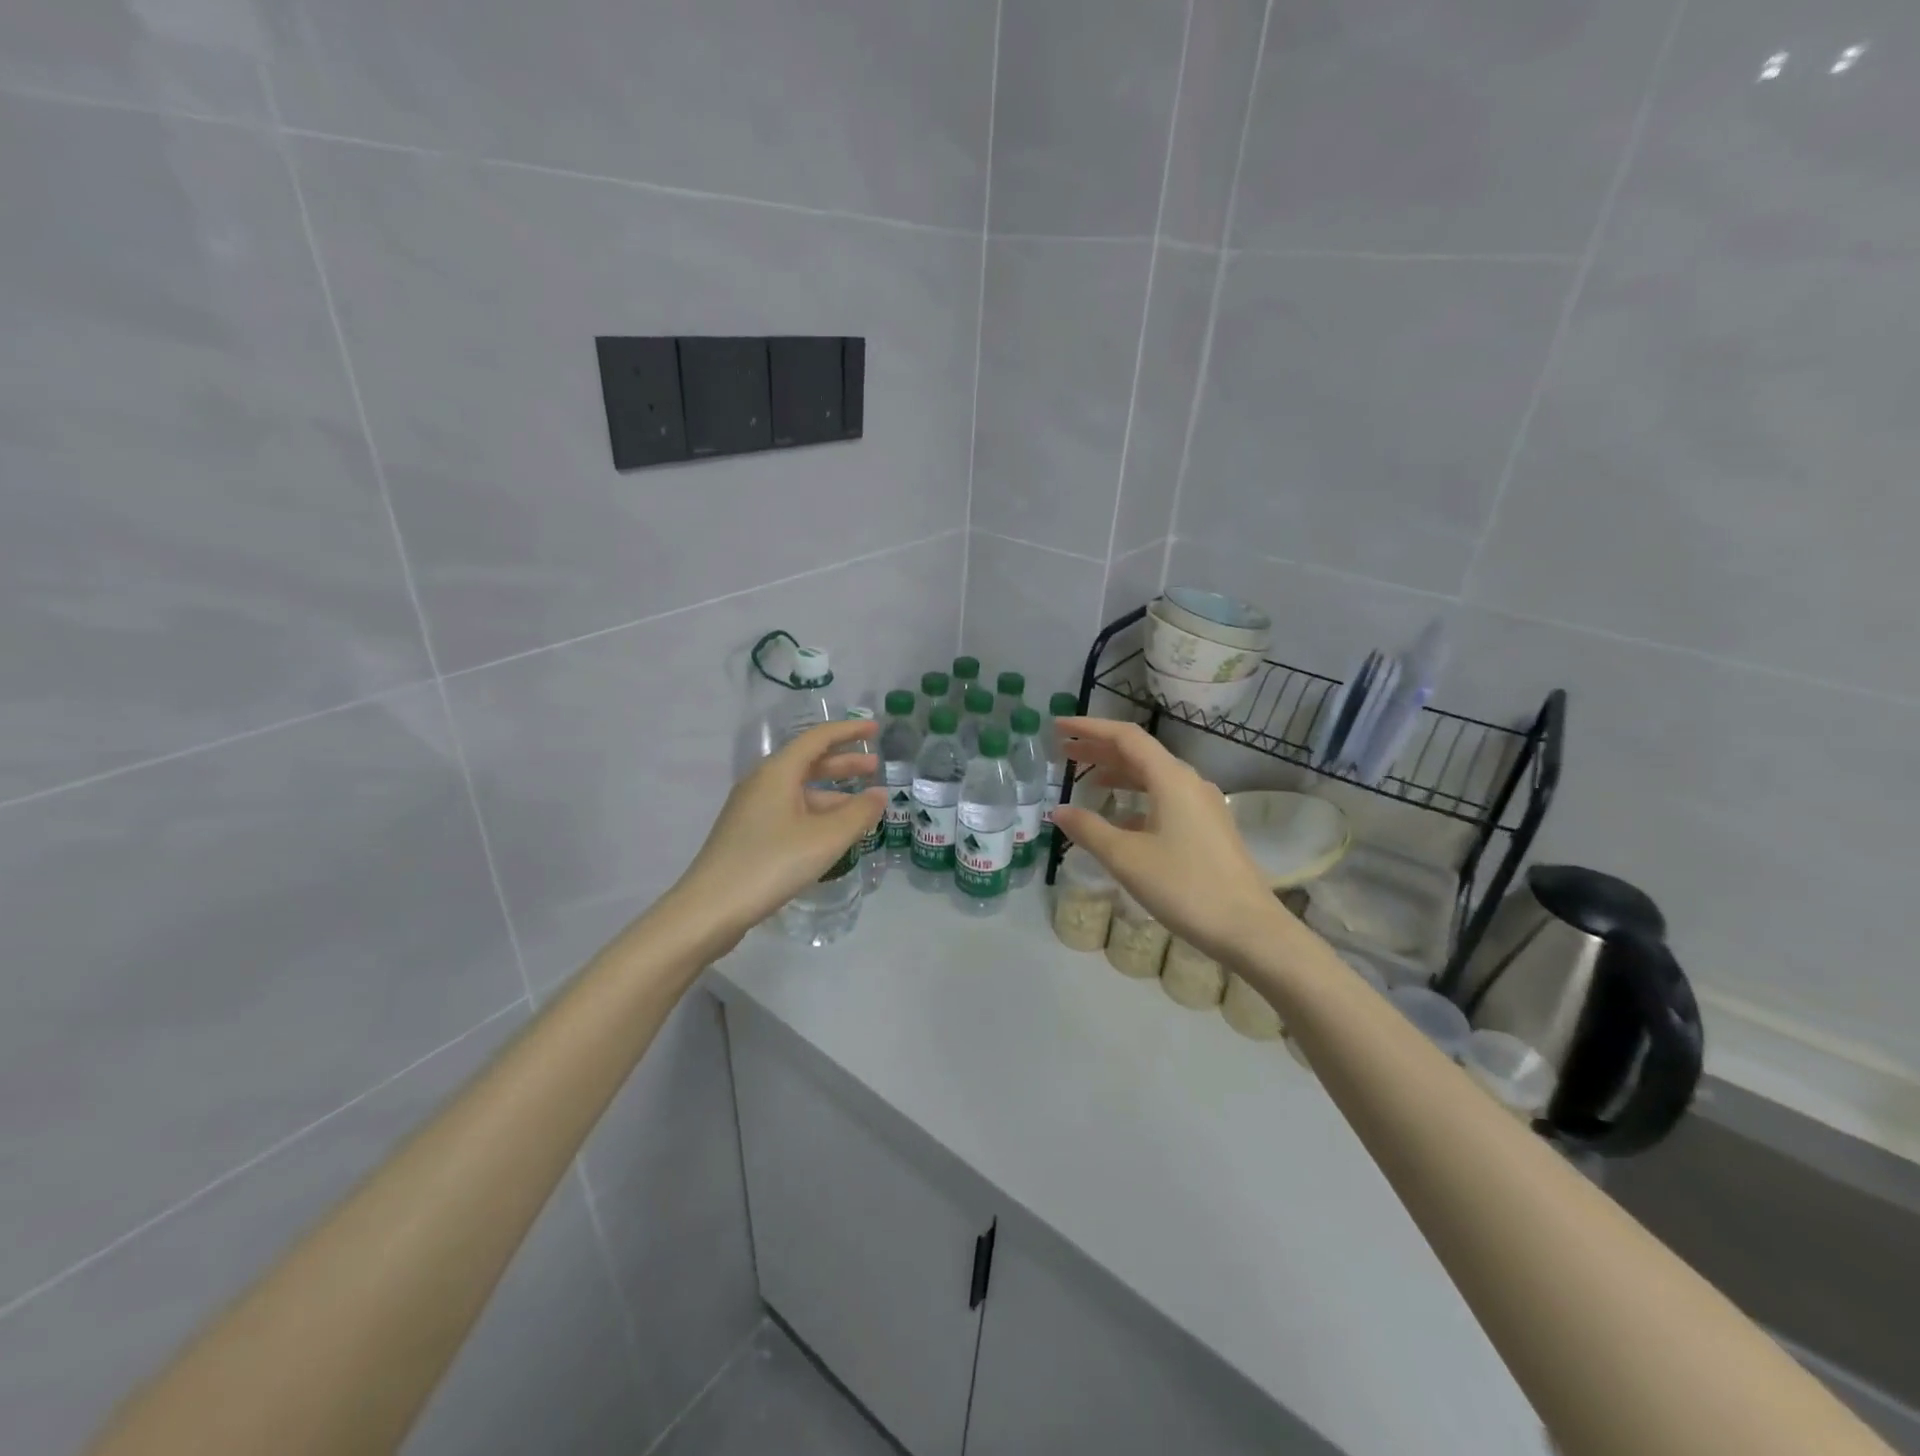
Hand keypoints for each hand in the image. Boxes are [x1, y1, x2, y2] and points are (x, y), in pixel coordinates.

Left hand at [667, 719, 883, 958]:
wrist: (709, 910)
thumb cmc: (771, 864)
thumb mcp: (825, 839)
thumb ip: (858, 814)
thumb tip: (880, 795)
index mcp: (777, 773)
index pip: (817, 739)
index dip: (848, 732)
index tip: (875, 729)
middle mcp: (762, 783)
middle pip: (807, 763)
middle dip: (843, 763)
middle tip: (875, 767)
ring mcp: (751, 810)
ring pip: (799, 791)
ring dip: (832, 793)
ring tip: (862, 807)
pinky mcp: (748, 834)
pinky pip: (790, 811)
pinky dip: (816, 813)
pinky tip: (831, 834)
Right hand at [1051, 719, 1285, 962]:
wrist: (1249, 928)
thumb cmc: (1184, 887)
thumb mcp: (1127, 858)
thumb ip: (1089, 830)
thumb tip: (1060, 811)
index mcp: (1171, 779)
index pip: (1125, 737)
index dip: (1089, 727)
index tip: (1059, 725)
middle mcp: (1189, 782)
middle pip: (1139, 753)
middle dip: (1099, 749)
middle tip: (1064, 751)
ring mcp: (1202, 805)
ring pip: (1153, 777)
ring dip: (1118, 773)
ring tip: (1086, 779)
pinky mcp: (1208, 827)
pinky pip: (1165, 798)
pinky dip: (1137, 798)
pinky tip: (1120, 818)